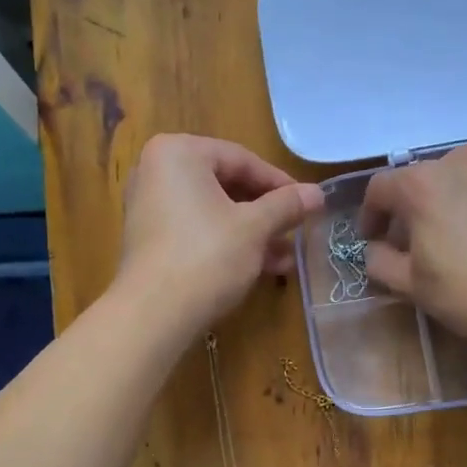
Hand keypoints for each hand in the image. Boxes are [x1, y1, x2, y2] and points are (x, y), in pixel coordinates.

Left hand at [118, 134, 322, 333]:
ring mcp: (149, 207)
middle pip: (226, 185)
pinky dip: (226, 244)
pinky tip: (258, 269)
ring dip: (252, 234)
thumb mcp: (255, 228)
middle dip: (265, 214)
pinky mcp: (150, 240)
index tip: (307, 204)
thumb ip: (286, 205)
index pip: (241, 159)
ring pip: (213, 212)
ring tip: (284, 260)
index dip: (280, 183)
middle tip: (296, 231)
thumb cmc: (207, 256)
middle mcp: (157, 171)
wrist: (153, 314)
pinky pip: (196, 231)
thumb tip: (318, 193)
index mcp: (178, 152)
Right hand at [359, 144, 466, 348]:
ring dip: (459, 197)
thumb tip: (377, 248)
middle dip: (418, 207)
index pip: (380, 188)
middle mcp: (461, 158)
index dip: (371, 215)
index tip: (375, 239)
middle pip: (426, 178)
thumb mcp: (413, 287)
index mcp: (421, 185)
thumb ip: (380, 261)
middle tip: (425, 240)